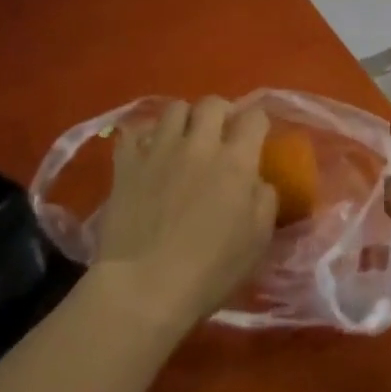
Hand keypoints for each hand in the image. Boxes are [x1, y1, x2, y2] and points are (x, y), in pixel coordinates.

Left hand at [95, 98, 278, 333]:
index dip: (259, 122)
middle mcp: (199, 145)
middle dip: (222, 112)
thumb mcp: (258, 239)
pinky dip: (143, 137)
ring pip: (174, 109)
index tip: (257, 136)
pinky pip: (133, 132)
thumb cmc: (210, 270)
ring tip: (184, 139)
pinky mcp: (126, 165)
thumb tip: (258, 180)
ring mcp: (158, 151)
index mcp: (236, 161)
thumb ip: (265, 199)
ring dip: (185, 120)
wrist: (144, 288)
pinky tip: (148, 153)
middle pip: (212, 103)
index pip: (255, 117)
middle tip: (221, 133)